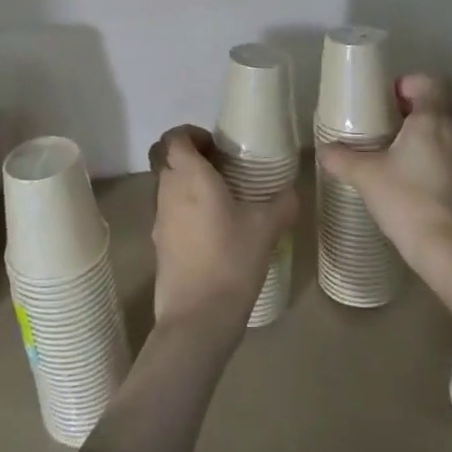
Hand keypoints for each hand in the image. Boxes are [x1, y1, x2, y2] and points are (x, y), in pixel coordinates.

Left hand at [148, 125, 297, 332]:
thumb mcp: (267, 227)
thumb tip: (292, 190)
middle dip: (189, 156)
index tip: (218, 148)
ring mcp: (159, 218)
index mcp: (189, 176)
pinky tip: (214, 229)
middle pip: (165, 158)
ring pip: (166, 185)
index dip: (192, 134)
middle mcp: (167, 190)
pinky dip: (186, 209)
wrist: (197, 317)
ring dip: (188, 183)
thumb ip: (283, 202)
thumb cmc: (231, 260)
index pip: (174, 137)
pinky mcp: (159, 243)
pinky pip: (169, 211)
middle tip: (221, 169)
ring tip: (223, 199)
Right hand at [317, 74, 451, 268]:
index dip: (405, 84)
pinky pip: (443, 150)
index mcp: (431, 119)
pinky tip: (402, 171)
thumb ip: (341, 158)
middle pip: (435, 103)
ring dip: (417, 130)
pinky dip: (425, 151)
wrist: (446, 249)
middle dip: (409, 107)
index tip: (381, 99)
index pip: (428, 82)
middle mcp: (451, 131)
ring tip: (387, 145)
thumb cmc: (406, 200)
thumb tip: (322, 149)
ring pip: (440, 128)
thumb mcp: (365, 176)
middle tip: (380, 120)